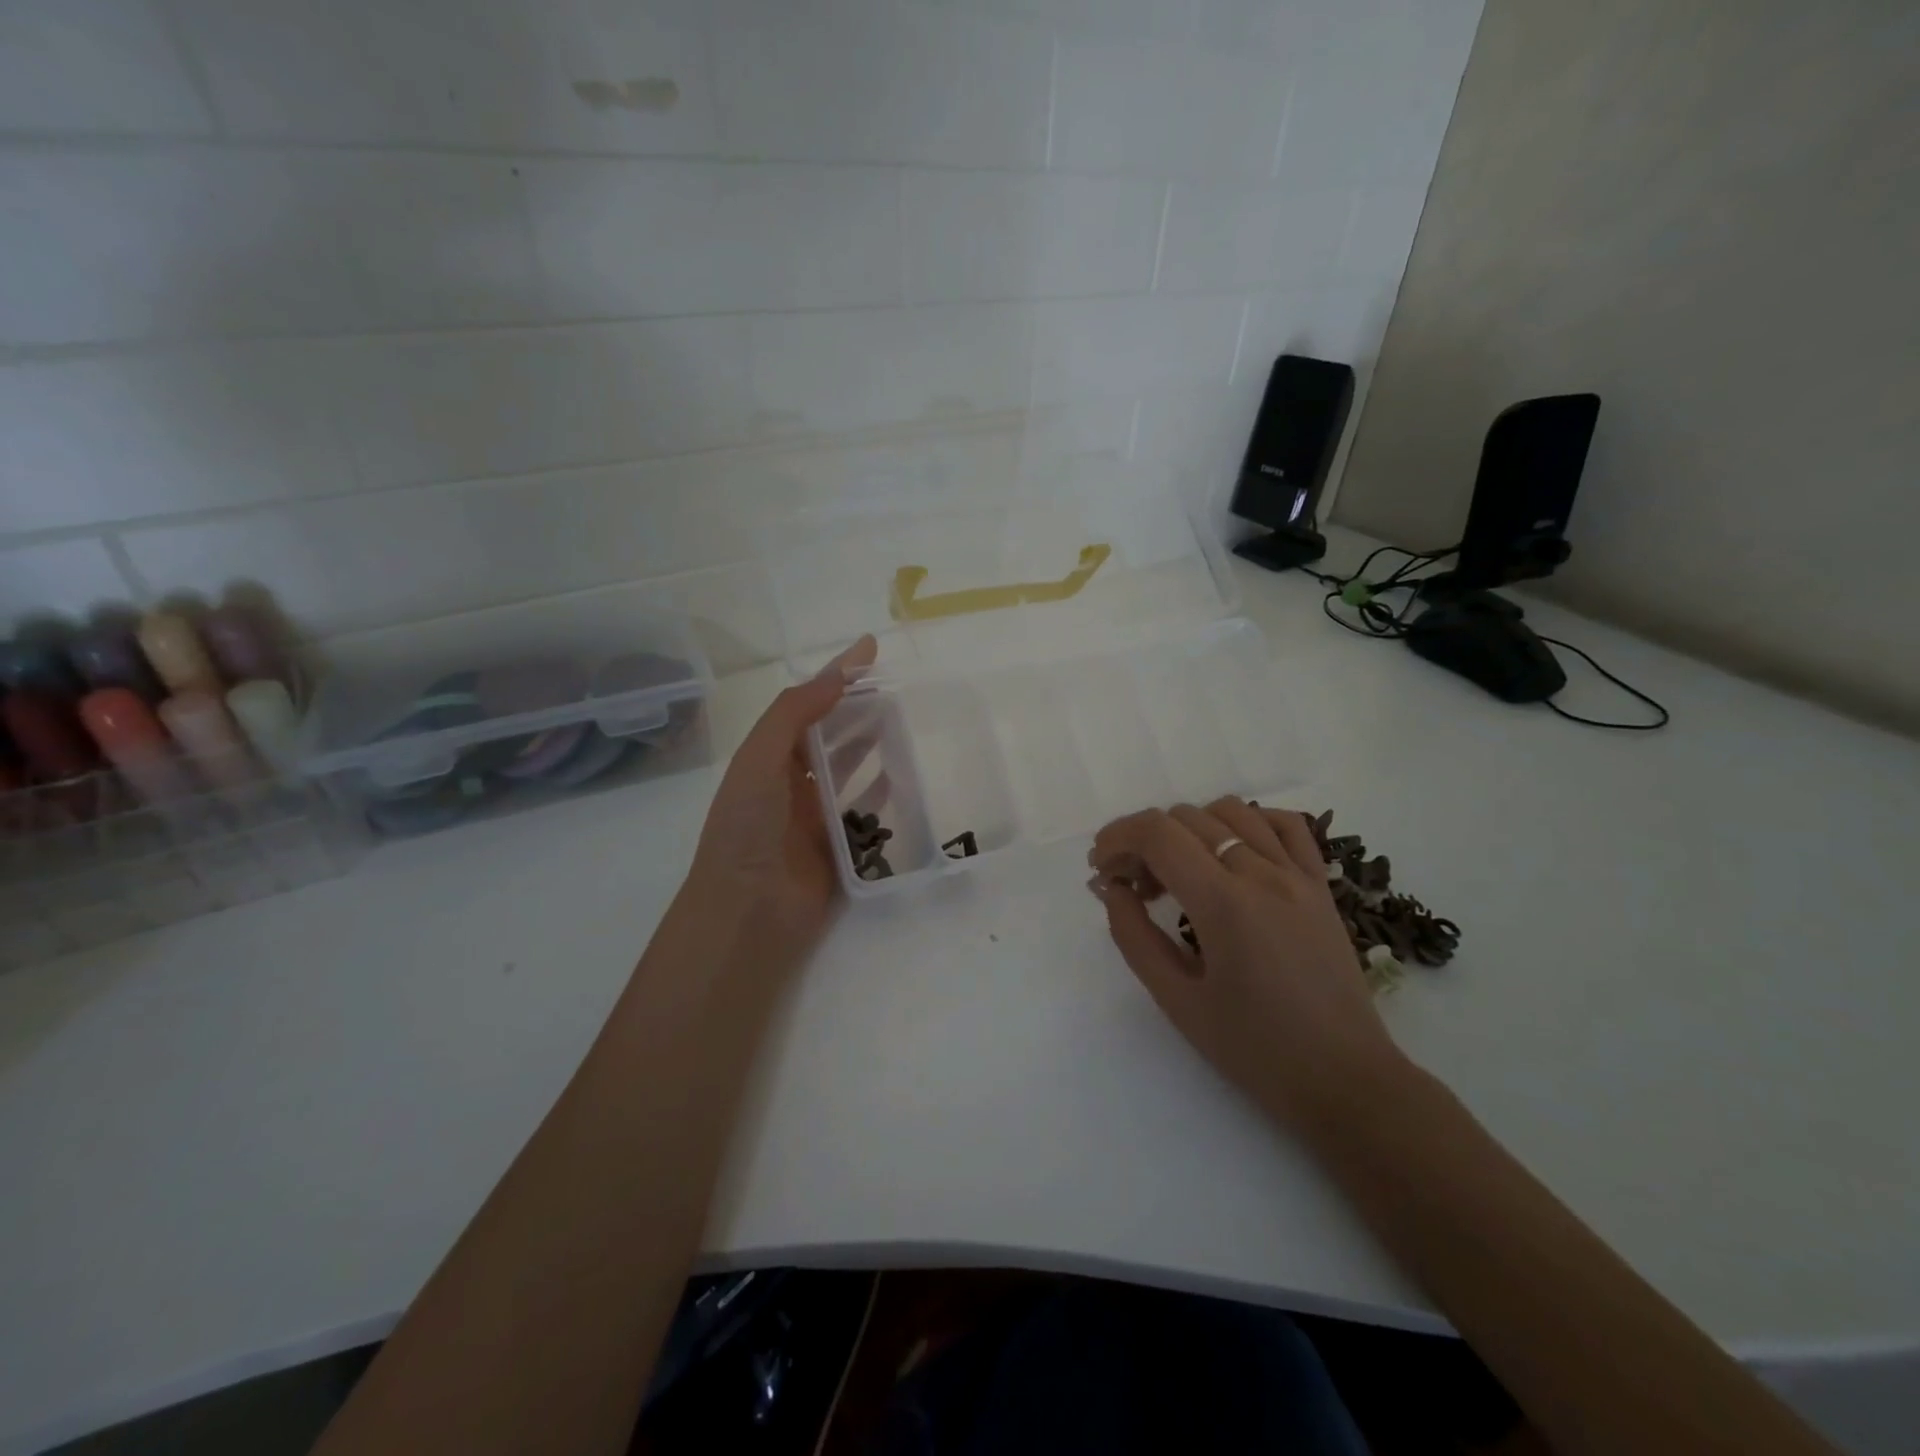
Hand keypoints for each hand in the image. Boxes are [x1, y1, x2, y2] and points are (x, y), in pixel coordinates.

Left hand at [685, 636, 877, 960]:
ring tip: (905, 721)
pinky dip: (882, 793)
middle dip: (858, 707)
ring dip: (872, 744)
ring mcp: (816, 816)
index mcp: (767, 759)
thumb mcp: (759, 760)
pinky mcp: (841, 848)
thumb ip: (793, 714)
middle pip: (830, 734)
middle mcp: (791, 783)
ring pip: (850, 770)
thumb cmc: (747, 829)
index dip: (836, 674)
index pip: (806, 704)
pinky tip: (902, 776)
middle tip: (897, 687)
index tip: (870, 648)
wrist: (747, 912)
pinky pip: (866, 812)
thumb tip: (837, 677)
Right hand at [1088, 798, 1407, 1134]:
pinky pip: (1284, 824)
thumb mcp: (1177, 1000)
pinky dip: (1248, 822)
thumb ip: (1134, 936)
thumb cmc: (1254, 1050)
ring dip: (1189, 829)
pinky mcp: (1320, 885)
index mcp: (1224, 904)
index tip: (1100, 866)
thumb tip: (1111, 888)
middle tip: (1132, 886)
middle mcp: (1262, 874)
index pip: (1158, 834)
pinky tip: (1230, 852)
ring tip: (1179, 871)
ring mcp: (1298, 875)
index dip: (1117, 837)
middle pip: (1187, 818)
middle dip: (1144, 841)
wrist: (1344, 1081)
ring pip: (1232, 811)